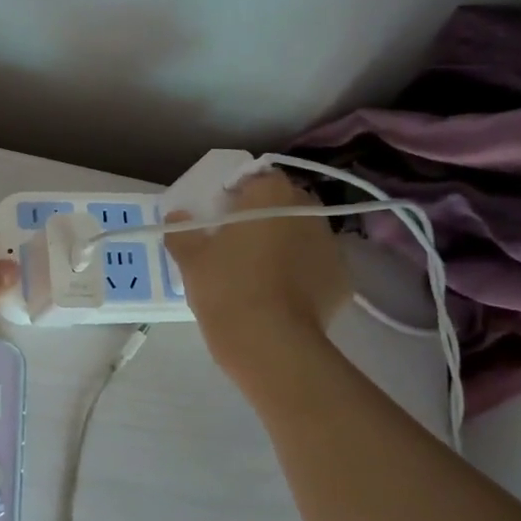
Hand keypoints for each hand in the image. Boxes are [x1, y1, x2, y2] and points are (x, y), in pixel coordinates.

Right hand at [165, 170, 350, 382]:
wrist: (270, 343)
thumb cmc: (226, 287)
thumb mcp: (191, 259)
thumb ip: (182, 231)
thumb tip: (177, 217)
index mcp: (271, 194)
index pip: (257, 178)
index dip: (238, 194)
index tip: (221, 216)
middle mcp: (308, 210)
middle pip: (283, 204)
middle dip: (265, 217)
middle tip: (238, 244)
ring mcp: (331, 245)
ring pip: (302, 235)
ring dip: (285, 244)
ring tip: (260, 273)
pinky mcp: (343, 279)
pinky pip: (316, 267)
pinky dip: (302, 274)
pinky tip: (281, 296)